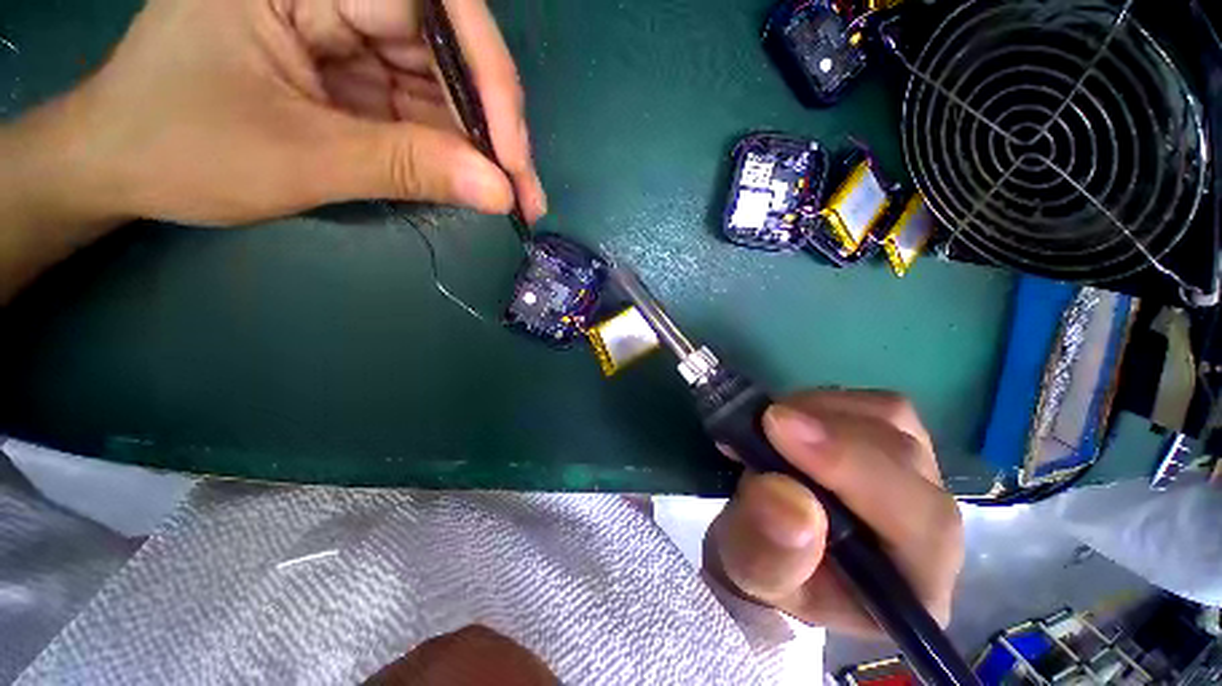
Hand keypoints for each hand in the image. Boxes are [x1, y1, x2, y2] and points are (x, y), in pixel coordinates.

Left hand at [38, 0, 545, 226]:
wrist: (122, 163)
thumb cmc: (179, 149)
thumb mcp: (298, 159)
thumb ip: (405, 167)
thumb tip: (499, 192)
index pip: (432, 2)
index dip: (486, 77)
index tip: (512, 156)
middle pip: (447, 49)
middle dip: (492, 129)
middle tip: (525, 194)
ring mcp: (345, 29)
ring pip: (443, 84)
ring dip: (481, 149)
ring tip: (511, 200)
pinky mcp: (352, 68)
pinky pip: (420, 106)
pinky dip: (451, 151)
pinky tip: (473, 185)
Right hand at [705, 390, 962, 634]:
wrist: (766, 545)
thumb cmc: (763, 567)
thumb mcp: (749, 572)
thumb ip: (767, 550)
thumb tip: (784, 494)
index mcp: (914, 586)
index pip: (918, 520)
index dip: (852, 466)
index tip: (779, 428)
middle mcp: (931, 529)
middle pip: (906, 458)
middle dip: (829, 432)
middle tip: (762, 421)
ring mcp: (914, 477)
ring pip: (892, 420)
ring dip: (823, 413)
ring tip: (771, 425)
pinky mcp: (888, 444)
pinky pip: (870, 405)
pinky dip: (823, 403)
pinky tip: (789, 419)